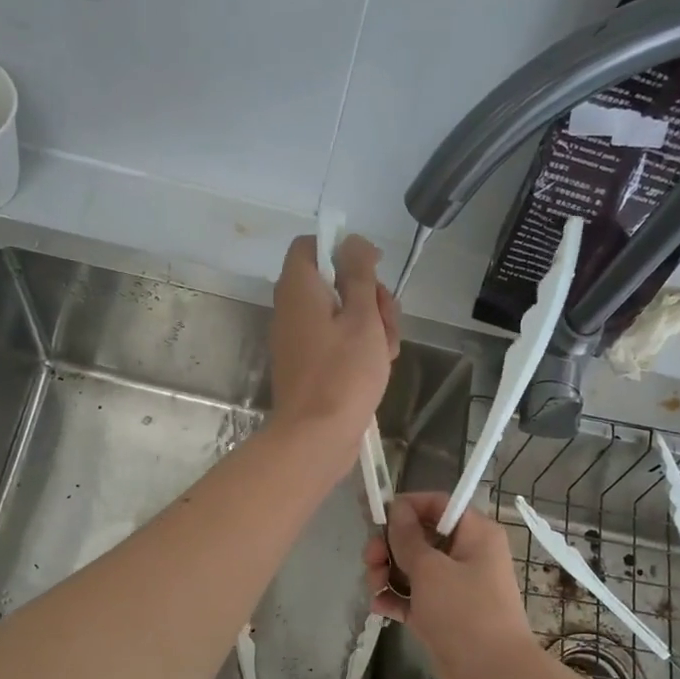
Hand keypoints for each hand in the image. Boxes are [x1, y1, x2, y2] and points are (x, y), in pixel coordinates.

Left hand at [269, 233, 398, 458]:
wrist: (316, 437)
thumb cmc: (343, 373)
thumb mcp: (362, 317)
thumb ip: (359, 274)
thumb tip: (352, 241)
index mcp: (298, 289)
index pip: (310, 245)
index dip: (343, 249)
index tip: (374, 267)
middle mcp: (292, 309)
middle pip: (333, 282)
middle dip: (369, 294)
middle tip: (387, 319)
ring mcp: (299, 339)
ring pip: (341, 314)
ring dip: (371, 324)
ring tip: (387, 351)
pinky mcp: (309, 364)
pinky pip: (335, 341)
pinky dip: (358, 347)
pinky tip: (380, 366)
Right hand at [364, 492, 538, 678]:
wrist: (492, 678)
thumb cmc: (465, 613)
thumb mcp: (430, 569)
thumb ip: (407, 537)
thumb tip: (396, 508)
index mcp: (475, 534)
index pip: (438, 504)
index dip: (407, 507)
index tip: (378, 518)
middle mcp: (466, 555)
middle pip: (419, 537)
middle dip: (390, 546)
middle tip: (370, 561)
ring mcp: (454, 588)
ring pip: (412, 568)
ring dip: (387, 574)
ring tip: (374, 589)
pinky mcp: (442, 616)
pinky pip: (412, 597)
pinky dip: (395, 599)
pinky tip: (379, 607)